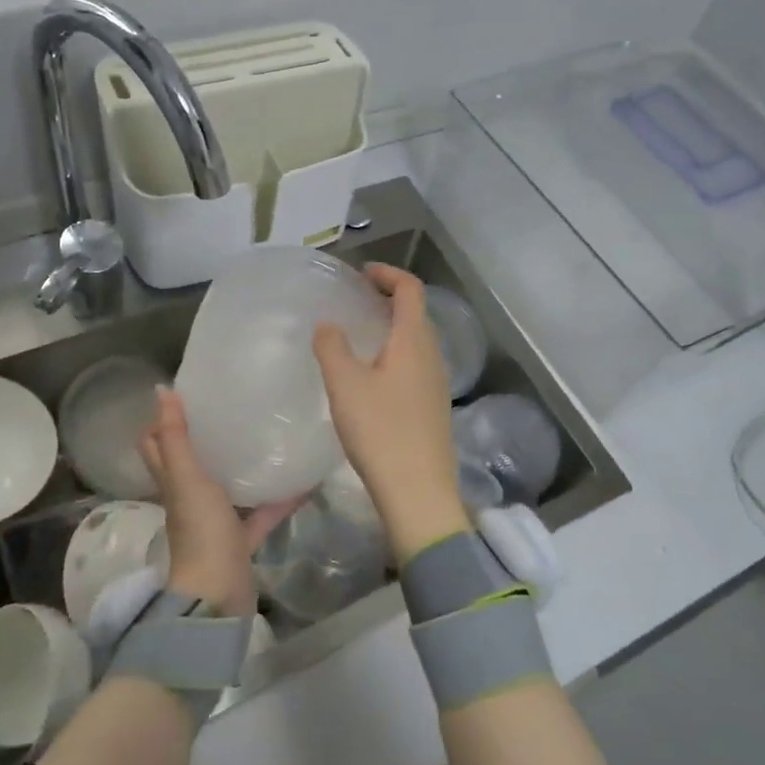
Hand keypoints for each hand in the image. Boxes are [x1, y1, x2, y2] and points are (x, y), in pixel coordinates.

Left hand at [140, 388, 297, 615]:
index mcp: (173, 482)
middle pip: (191, 463)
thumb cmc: (200, 530)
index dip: (162, 420)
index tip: (186, 393)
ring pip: (226, 487)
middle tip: (230, 407)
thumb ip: (177, 436)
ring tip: (265, 435)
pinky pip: (261, 514)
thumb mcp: (187, 477)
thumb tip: (161, 390)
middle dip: (204, 437)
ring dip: (240, 466)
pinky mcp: (241, 541)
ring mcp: (216, 522)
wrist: (218, 595)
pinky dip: (278, 500)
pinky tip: (302, 481)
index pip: (157, 445)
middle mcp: (190, 499)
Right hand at [312, 264, 470, 560]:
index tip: (361, 273)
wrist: (418, 491)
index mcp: (414, 340)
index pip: (410, 289)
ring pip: (415, 341)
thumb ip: (332, 347)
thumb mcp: (345, 385)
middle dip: (388, 298)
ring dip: (391, 328)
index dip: (388, 274)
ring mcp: (436, 383)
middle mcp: (432, 355)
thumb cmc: (381, 431)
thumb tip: (328, 324)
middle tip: (355, 300)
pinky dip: (394, 353)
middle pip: (416, 313)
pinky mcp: (433, 407)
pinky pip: (415, 364)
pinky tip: (371, 376)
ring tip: (358, 335)